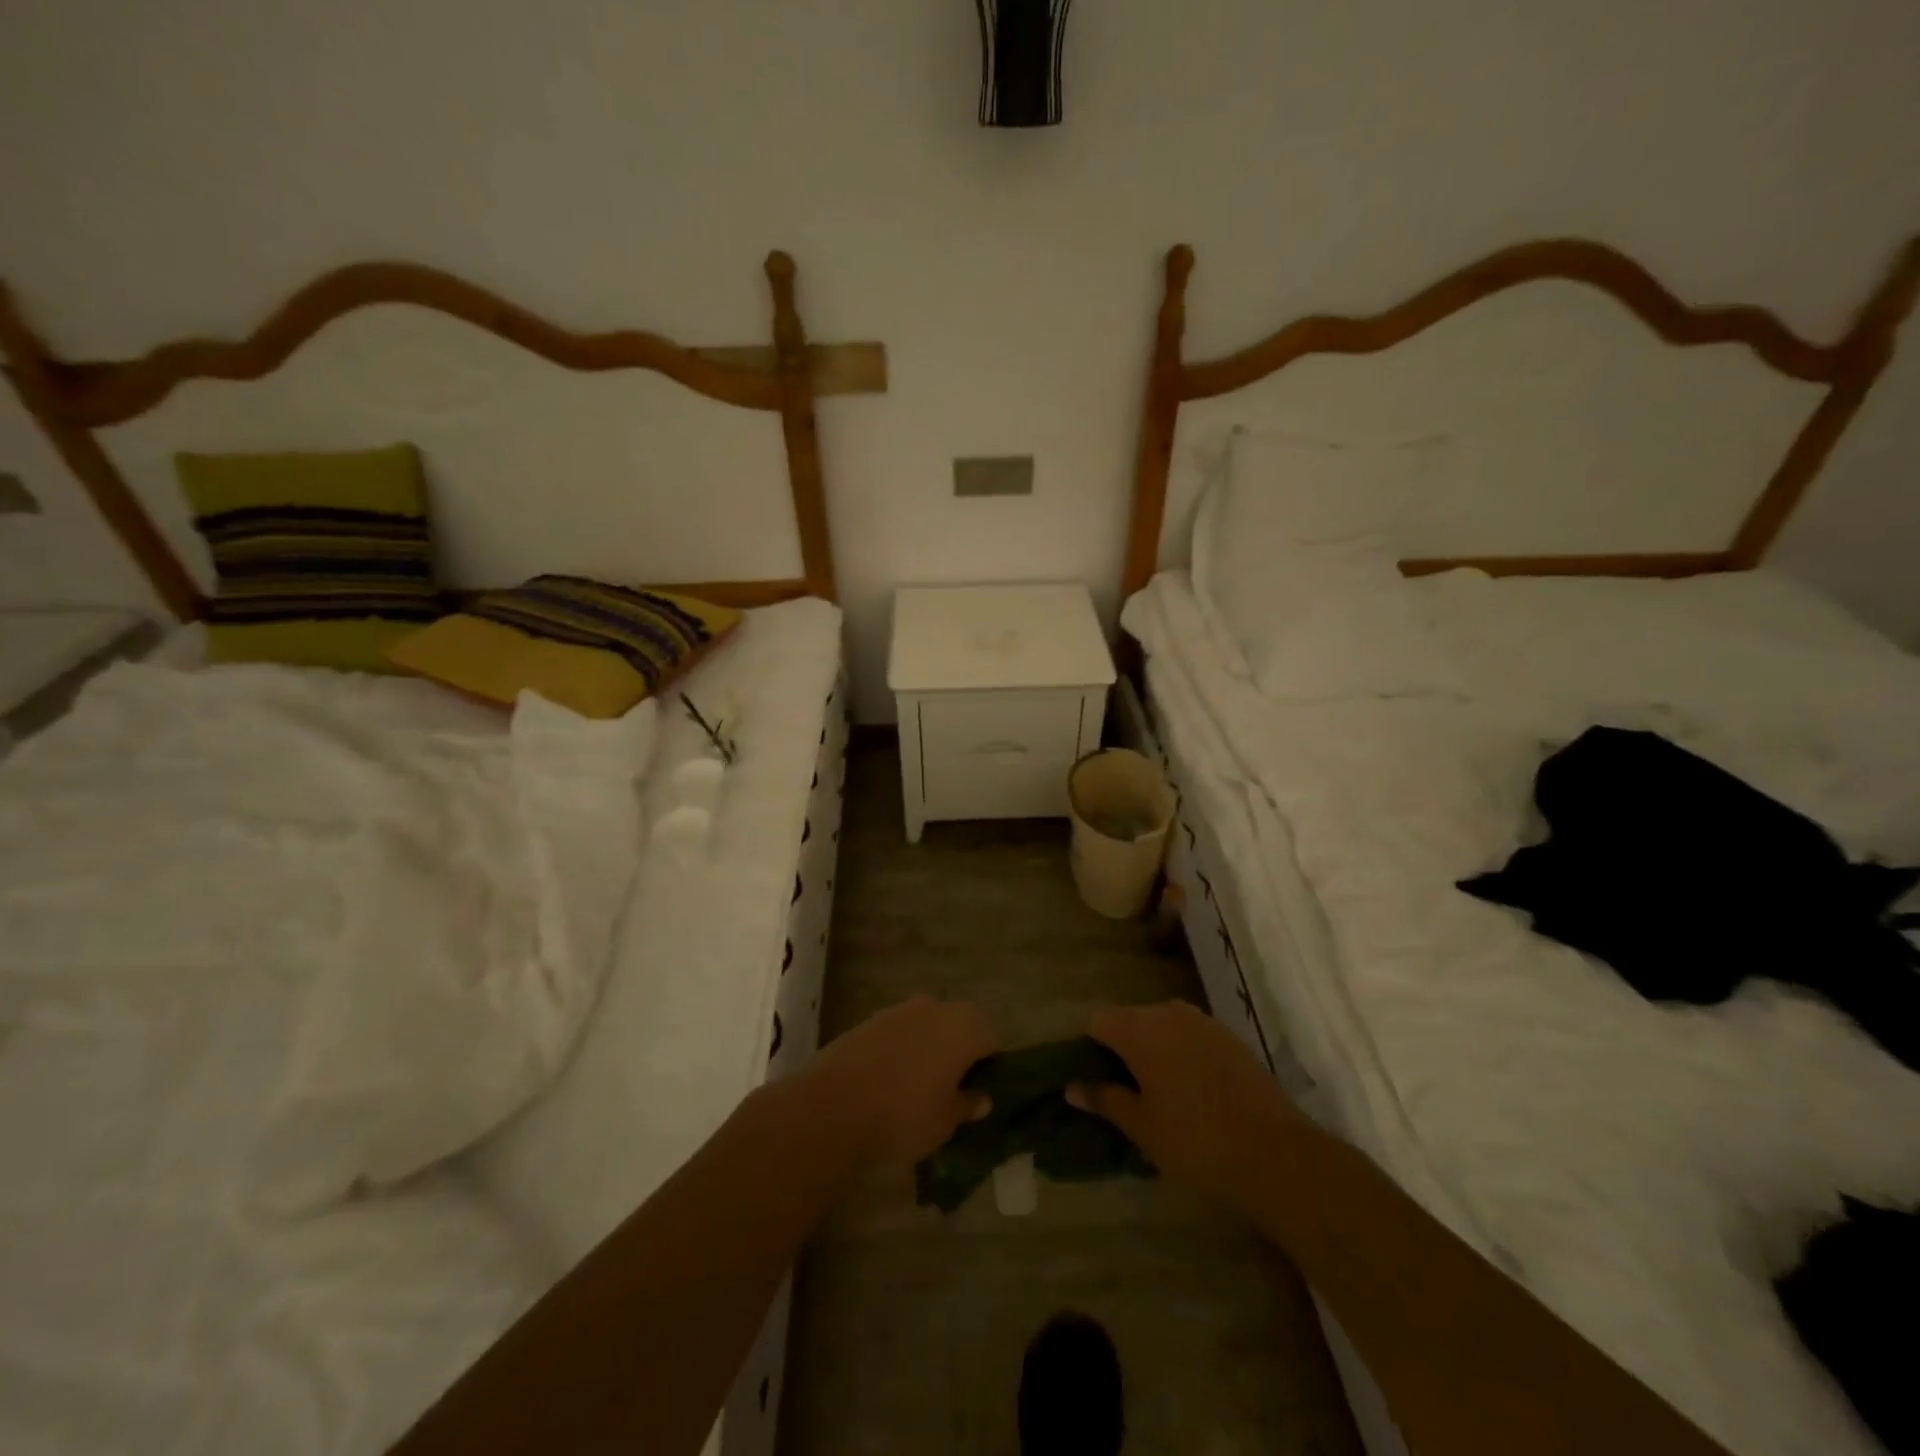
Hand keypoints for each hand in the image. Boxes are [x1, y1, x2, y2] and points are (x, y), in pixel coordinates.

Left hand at [801, 996, 995, 1166]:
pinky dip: (901, 1049)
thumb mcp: (946, 1121)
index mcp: (964, 1027)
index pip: (991, 1038)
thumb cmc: (905, 1114)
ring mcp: (900, 1009)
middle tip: (952, 1088)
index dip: (989, 1065)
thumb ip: (967, 1105)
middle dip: (959, 1051)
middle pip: (959, 1025)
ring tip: (919, 1086)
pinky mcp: (870, 1019)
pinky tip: (889, 1080)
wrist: (833, 1106)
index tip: (980, 1091)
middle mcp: (935, 1007)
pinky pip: (899, 1032)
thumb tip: (981, 1098)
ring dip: (929, 1047)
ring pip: (927, 1026)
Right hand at [1070, 1001, 1303, 1209]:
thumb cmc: (1195, 1140)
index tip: (1089, 1078)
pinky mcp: (1229, 1037)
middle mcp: (1168, 1013)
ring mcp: (1202, 1022)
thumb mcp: (1141, 1126)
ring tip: (1155, 1093)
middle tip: (1120, 1091)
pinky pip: (1189, 1036)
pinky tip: (1189, 1091)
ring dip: (1151, 1050)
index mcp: (1139, 1028)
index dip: (1087, 1046)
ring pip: (1161, 1027)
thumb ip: (1104, 1099)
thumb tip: (1072, 1087)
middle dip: (1119, 1048)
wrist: (1276, 1153)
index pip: (1096, 1021)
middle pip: (1129, 1020)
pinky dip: (1180, 1054)